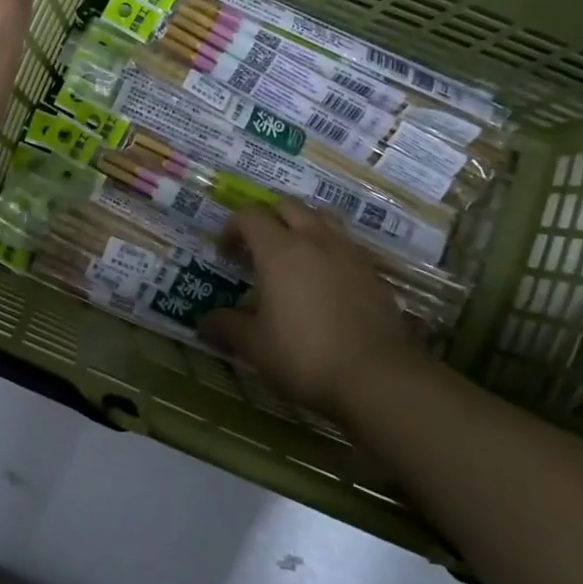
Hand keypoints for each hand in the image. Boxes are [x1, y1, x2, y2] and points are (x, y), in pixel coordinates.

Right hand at [199, 200, 424, 417]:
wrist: (377, 377)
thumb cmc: (305, 356)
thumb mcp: (255, 346)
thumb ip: (227, 326)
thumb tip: (205, 321)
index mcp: (279, 250)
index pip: (250, 215)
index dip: (232, 228)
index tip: (226, 254)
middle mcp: (315, 240)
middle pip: (288, 206)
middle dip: (268, 219)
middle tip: (258, 249)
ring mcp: (349, 253)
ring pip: (323, 218)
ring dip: (303, 226)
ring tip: (294, 255)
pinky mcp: (374, 272)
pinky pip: (346, 244)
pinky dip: (330, 249)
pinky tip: (325, 280)